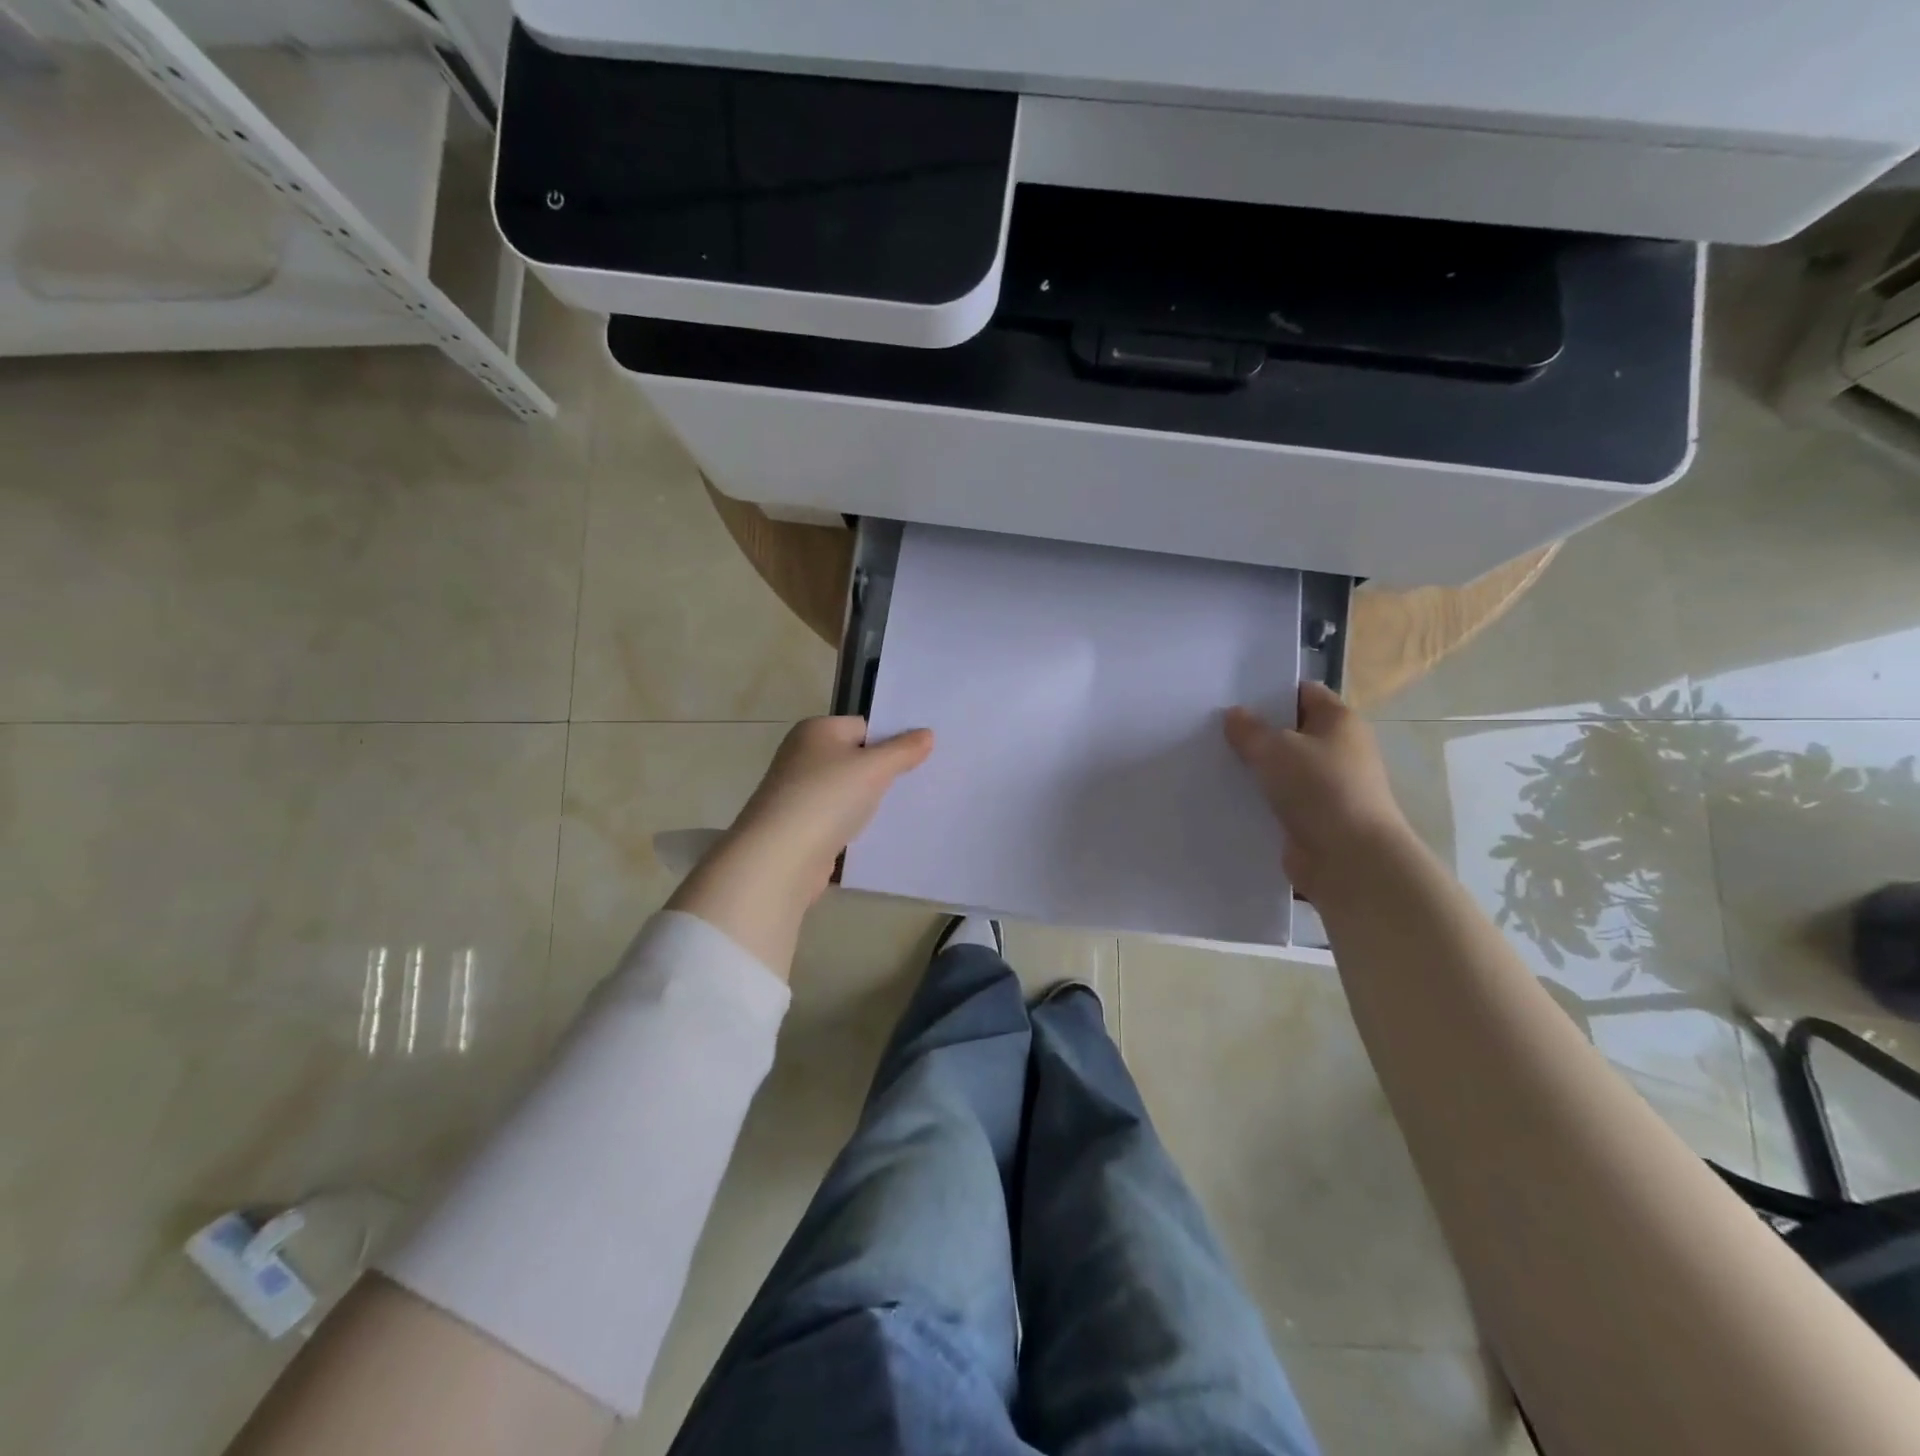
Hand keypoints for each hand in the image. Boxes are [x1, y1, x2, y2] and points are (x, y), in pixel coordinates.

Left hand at [667, 718, 933, 974]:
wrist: (780, 857)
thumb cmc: (827, 798)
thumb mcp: (874, 768)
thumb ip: (903, 750)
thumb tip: (927, 734)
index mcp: (816, 730)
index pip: (864, 726)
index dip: (891, 741)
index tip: (919, 760)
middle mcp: (802, 755)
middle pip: (854, 757)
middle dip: (882, 772)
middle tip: (917, 784)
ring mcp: (797, 791)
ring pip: (846, 790)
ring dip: (868, 801)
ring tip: (902, 810)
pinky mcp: (799, 825)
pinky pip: (836, 817)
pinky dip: (853, 824)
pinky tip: (874, 834)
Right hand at [1224, 682, 1413, 899]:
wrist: (1350, 859)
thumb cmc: (1320, 789)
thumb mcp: (1276, 749)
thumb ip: (1249, 730)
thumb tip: (1234, 715)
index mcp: (1339, 722)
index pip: (1304, 693)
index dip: (1271, 692)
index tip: (1233, 697)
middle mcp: (1338, 750)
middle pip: (1291, 732)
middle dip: (1255, 732)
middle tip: (1213, 730)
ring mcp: (1327, 787)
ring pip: (1282, 769)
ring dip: (1254, 769)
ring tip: (1212, 762)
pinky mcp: (1313, 818)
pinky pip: (1279, 801)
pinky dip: (1257, 800)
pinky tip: (1225, 798)